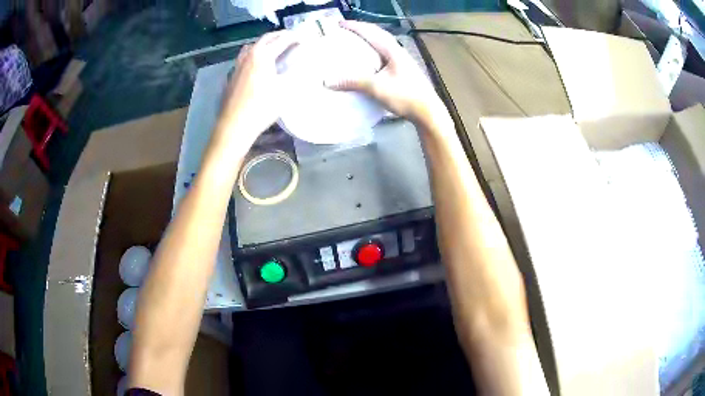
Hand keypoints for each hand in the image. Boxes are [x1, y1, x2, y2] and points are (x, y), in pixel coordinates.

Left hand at [219, 30, 299, 143]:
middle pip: (266, 39)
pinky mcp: (232, 75)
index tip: (305, 38)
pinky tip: (258, 64)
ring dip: (265, 43)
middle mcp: (249, 56)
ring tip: (275, 48)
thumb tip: (302, 61)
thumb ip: (294, 71)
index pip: (282, 40)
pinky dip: (255, 54)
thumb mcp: (285, 90)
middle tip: (292, 38)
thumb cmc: (261, 107)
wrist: (234, 125)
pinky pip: (245, 57)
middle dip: (280, 36)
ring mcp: (238, 65)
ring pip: (252, 46)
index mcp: (263, 55)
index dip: (295, 37)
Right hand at [329, 21, 444, 124]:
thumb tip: (327, 81)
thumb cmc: (405, 96)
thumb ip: (353, 82)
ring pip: (383, 46)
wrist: (428, 112)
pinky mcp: (404, 72)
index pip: (372, 32)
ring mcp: (403, 62)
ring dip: (369, 41)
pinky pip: (385, 56)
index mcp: (393, 50)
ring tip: (355, 43)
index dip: (355, 26)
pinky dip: (374, 54)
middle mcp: (399, 52)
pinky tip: (369, 62)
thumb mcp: (377, 88)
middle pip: (379, 35)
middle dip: (362, 31)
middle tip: (346, 31)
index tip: (339, 23)